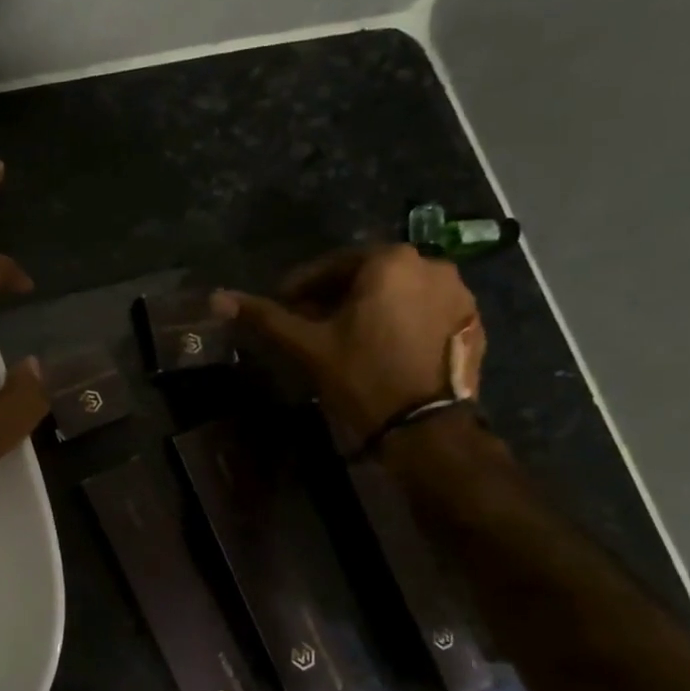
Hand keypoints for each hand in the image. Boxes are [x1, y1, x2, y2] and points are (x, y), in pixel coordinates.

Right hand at [213, 244, 483, 443]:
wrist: (426, 429)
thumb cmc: (362, 377)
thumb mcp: (308, 346)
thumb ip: (266, 317)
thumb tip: (217, 297)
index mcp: (390, 261)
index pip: (333, 264)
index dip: (301, 286)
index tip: (284, 307)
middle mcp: (432, 264)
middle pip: (368, 277)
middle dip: (335, 297)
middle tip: (311, 325)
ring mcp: (459, 293)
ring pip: (398, 293)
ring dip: (369, 308)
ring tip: (346, 339)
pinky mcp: (472, 322)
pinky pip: (425, 310)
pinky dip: (400, 321)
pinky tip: (382, 349)